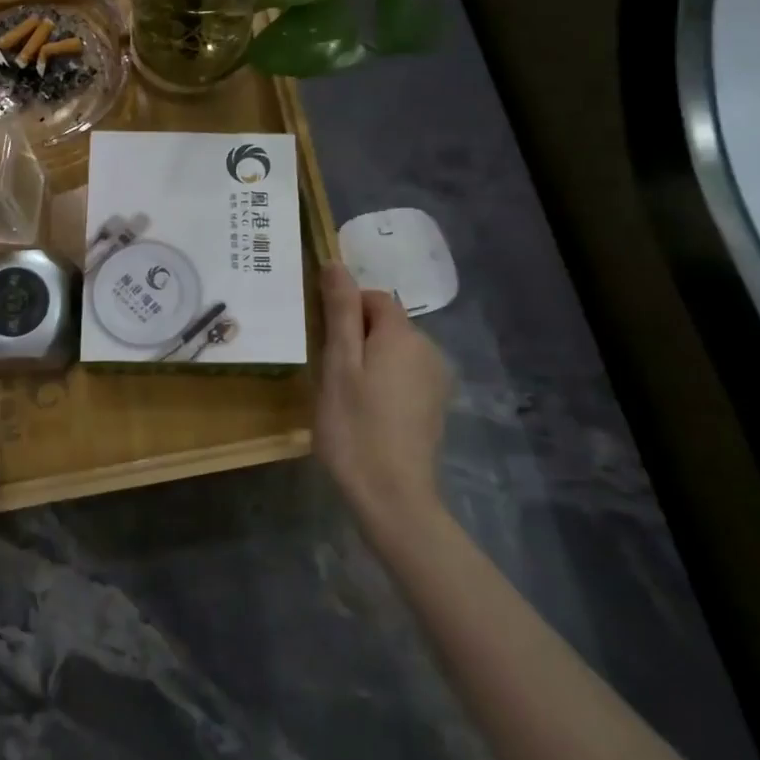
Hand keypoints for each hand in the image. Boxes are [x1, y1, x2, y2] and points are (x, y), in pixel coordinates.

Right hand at [314, 262, 451, 535]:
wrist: (392, 497)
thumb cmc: (354, 427)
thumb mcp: (338, 364)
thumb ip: (339, 311)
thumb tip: (336, 262)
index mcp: (403, 334)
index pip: (373, 297)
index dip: (344, 310)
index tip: (323, 342)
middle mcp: (428, 349)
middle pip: (385, 323)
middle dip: (355, 336)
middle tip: (329, 372)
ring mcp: (436, 379)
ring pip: (394, 350)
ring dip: (368, 360)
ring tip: (345, 395)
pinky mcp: (435, 405)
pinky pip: (404, 374)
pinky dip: (384, 381)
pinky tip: (367, 412)